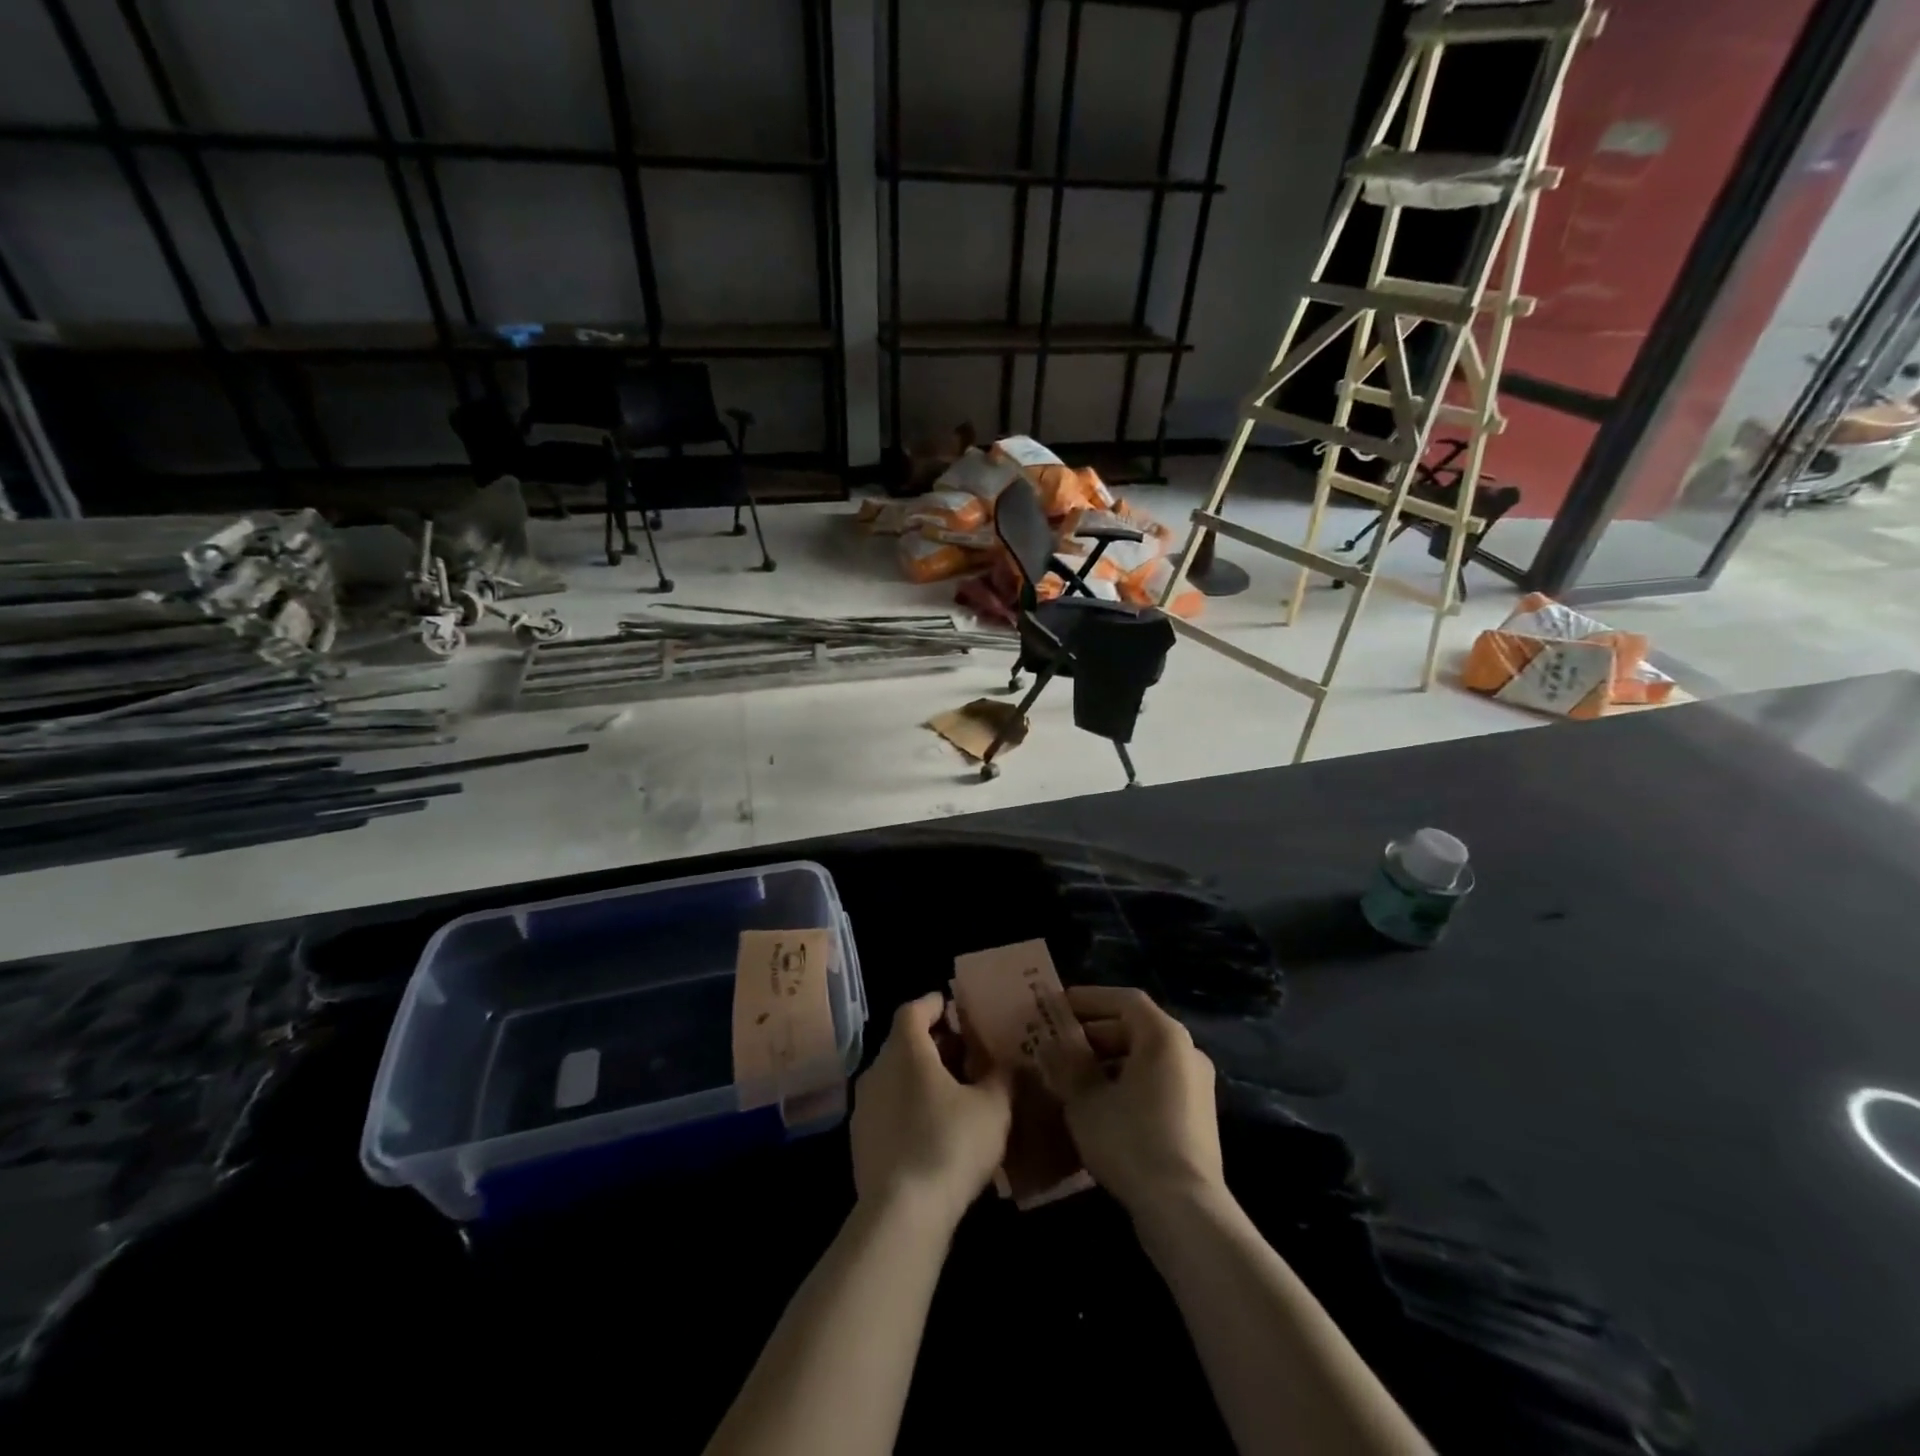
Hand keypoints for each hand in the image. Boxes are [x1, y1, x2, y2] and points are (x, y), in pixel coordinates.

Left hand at [850, 994, 1011, 1229]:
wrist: (901, 1214)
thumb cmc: (949, 1144)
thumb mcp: (992, 1108)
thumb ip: (1001, 1078)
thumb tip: (1006, 1064)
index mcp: (906, 1050)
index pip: (913, 1010)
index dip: (933, 1005)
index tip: (952, 1006)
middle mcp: (877, 1070)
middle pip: (903, 1043)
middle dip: (933, 1044)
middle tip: (963, 1052)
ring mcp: (863, 1108)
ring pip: (894, 1078)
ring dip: (920, 1078)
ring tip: (953, 1093)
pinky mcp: (860, 1142)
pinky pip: (888, 1109)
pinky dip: (909, 1107)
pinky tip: (933, 1130)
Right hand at [1037, 985, 1222, 1217]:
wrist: (1185, 1210)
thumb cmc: (1131, 1140)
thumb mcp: (1085, 1100)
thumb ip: (1065, 1067)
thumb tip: (1048, 1046)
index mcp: (1164, 1036)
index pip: (1124, 999)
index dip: (1089, 998)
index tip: (1058, 1005)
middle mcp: (1187, 1052)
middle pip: (1135, 1028)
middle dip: (1093, 1034)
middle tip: (1058, 1044)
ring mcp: (1196, 1087)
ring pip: (1144, 1059)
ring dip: (1107, 1062)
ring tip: (1070, 1076)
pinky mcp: (1196, 1118)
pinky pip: (1155, 1084)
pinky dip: (1125, 1084)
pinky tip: (1096, 1106)